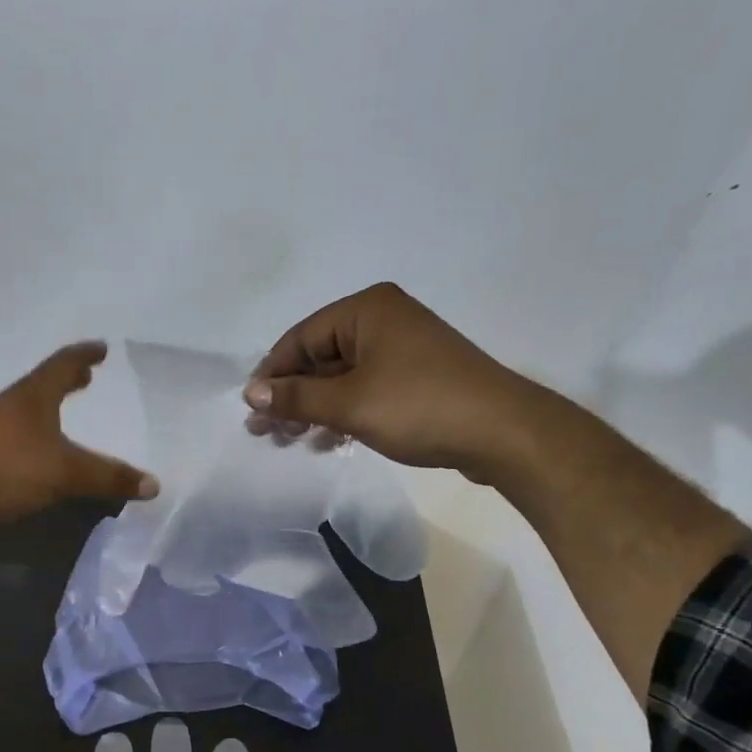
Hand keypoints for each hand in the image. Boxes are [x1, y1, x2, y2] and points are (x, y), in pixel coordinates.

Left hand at [0, 342, 157, 537]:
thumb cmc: (9, 468)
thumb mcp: (67, 472)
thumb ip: (110, 477)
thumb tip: (154, 484)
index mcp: (33, 396)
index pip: (62, 364)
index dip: (84, 355)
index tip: (102, 348)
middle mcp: (13, 407)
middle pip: (43, 385)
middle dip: (67, 381)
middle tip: (87, 378)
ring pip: (30, 414)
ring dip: (51, 411)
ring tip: (69, 416)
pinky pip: (22, 443)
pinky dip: (41, 442)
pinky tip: (49, 459)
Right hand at [243, 282, 538, 479]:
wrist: (501, 432)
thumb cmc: (418, 407)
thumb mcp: (349, 403)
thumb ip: (296, 397)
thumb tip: (250, 393)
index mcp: (366, 310)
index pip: (300, 337)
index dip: (272, 374)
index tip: (252, 411)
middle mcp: (384, 320)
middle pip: (320, 356)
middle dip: (292, 396)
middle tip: (268, 433)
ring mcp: (403, 348)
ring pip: (342, 376)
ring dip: (314, 408)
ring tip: (292, 441)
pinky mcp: (417, 376)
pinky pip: (366, 389)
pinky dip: (343, 412)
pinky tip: (327, 441)